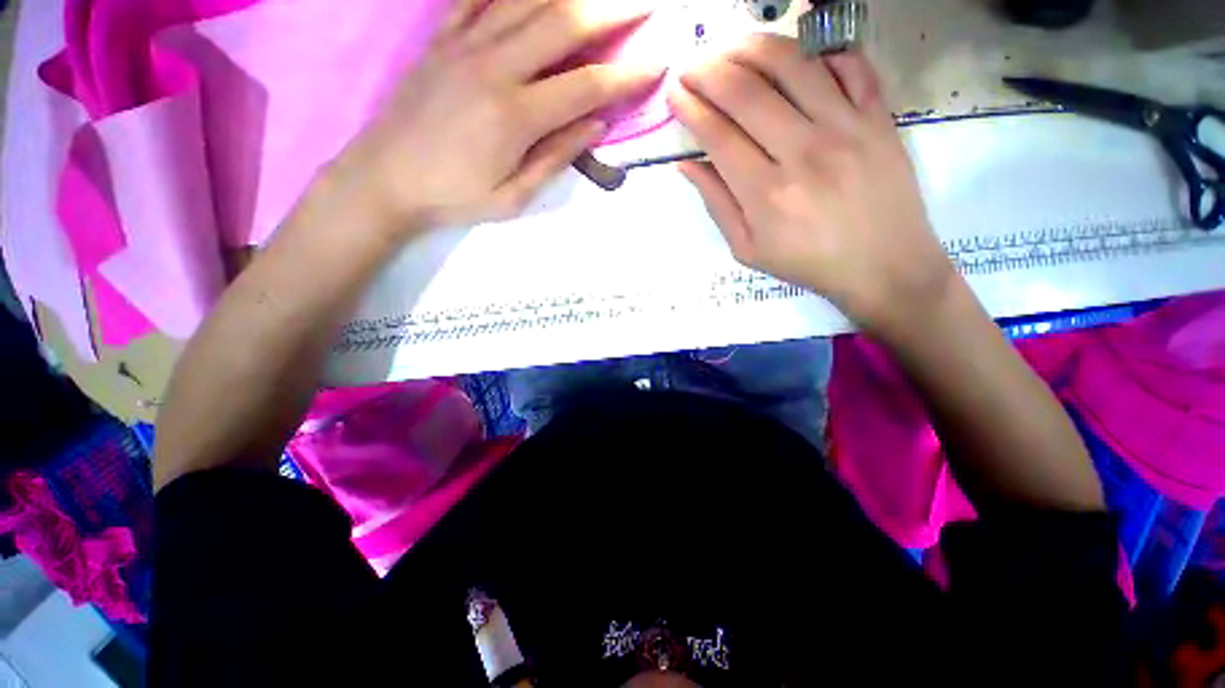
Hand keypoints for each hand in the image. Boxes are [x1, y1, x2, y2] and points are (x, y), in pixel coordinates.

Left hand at [335, 0, 663, 234]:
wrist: (384, 178)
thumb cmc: (454, 197)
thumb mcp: (513, 198)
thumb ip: (556, 158)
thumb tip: (596, 126)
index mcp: (515, 117)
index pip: (586, 87)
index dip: (627, 75)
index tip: (658, 64)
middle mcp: (494, 67)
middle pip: (564, 22)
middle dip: (612, 10)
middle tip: (646, 3)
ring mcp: (465, 44)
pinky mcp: (443, 37)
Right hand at [667, 35, 957, 335]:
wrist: (884, 266)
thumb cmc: (808, 263)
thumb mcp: (748, 249)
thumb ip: (717, 205)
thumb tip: (687, 166)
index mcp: (765, 193)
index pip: (718, 135)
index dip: (690, 109)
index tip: (674, 94)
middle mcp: (803, 151)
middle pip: (746, 92)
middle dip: (709, 71)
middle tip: (691, 66)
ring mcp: (846, 127)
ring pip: (792, 64)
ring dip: (751, 47)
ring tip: (729, 48)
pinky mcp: (878, 116)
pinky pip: (848, 63)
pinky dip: (817, 50)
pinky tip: (793, 55)